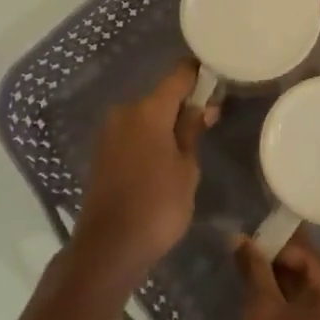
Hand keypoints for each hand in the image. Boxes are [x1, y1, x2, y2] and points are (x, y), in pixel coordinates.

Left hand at [71, 60, 213, 290]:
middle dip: (184, 104)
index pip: (178, 76)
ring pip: (146, 116)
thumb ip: (192, 131)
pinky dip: (150, 138)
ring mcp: (109, 132)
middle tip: (209, 120)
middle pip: (160, 96)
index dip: (198, 72)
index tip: (216, 75)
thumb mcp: (186, 168)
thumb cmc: (158, 205)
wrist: (110, 246)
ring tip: (190, 144)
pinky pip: (133, 133)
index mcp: (148, 110)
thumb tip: (201, 106)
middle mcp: (125, 112)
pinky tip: (165, 158)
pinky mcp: (102, 151)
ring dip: (166, 123)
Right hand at [212, 232, 319, 319]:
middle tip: (253, 254)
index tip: (258, 234)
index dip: (285, 246)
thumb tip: (242, 239)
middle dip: (287, 269)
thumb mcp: (258, 312)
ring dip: (290, 293)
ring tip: (255, 277)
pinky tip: (268, 308)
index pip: (317, 264)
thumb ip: (255, 269)